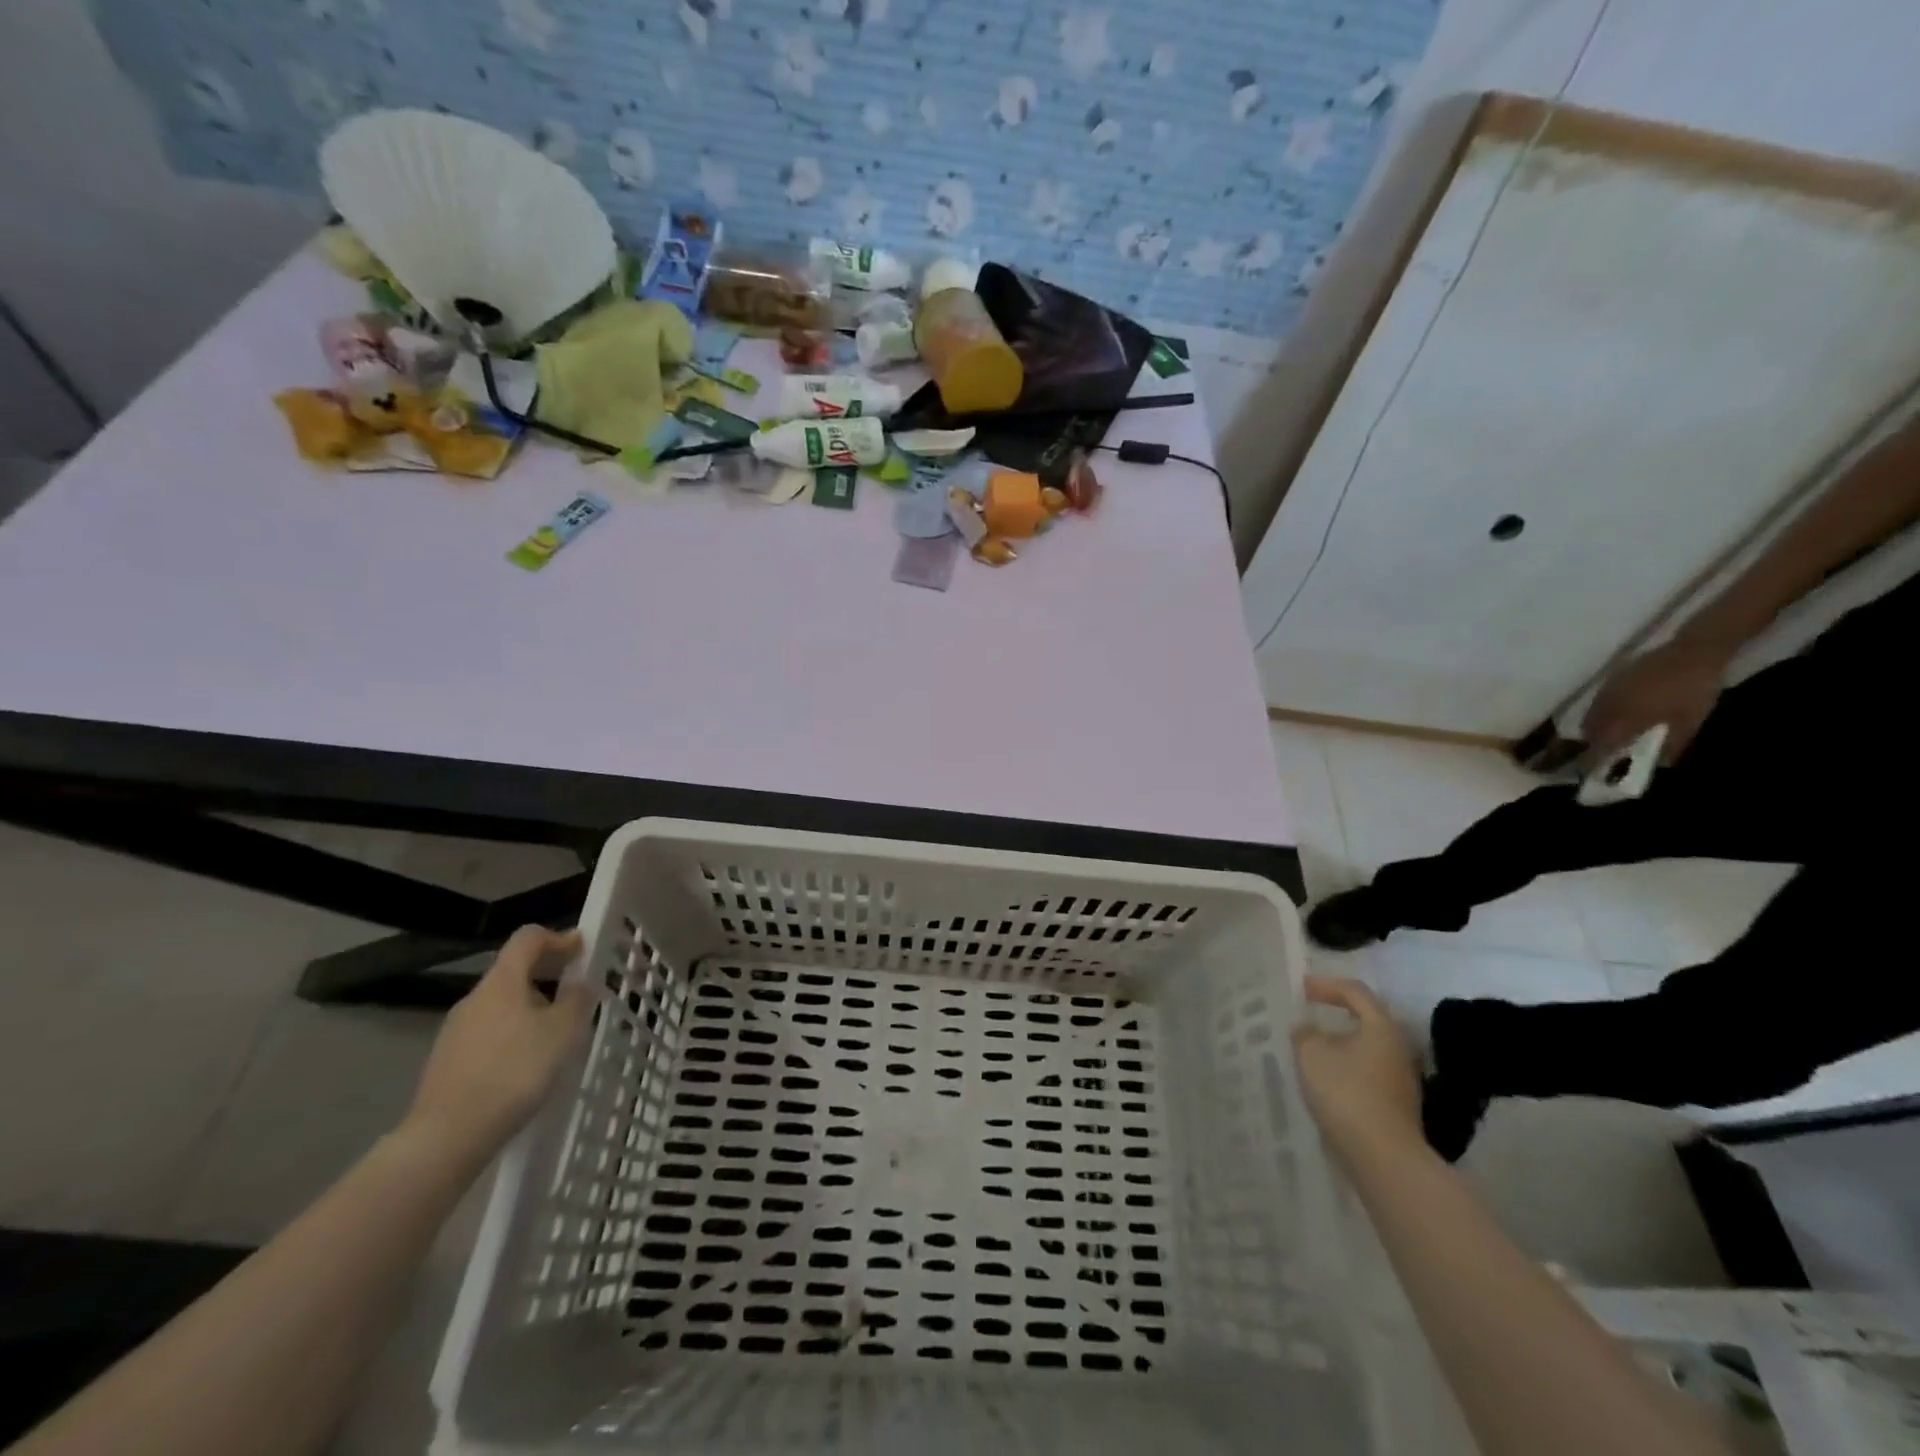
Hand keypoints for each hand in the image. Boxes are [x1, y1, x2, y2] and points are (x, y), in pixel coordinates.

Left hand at [403, 926, 596, 1166]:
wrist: (448, 1136)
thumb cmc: (515, 1071)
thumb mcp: (564, 1032)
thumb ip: (577, 1000)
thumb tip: (579, 985)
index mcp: (502, 982)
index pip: (528, 938)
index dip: (558, 937)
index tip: (582, 949)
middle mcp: (475, 998)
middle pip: (513, 971)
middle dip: (547, 975)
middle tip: (575, 993)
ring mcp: (455, 1031)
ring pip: (501, 1005)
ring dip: (530, 1007)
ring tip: (555, 1034)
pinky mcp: (447, 1062)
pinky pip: (488, 1034)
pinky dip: (512, 1035)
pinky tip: (526, 1064)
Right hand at [1292, 976, 1423, 1165]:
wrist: (1384, 1158)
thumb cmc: (1346, 1093)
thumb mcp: (1311, 1054)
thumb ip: (1305, 1033)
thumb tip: (1308, 1028)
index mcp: (1381, 1027)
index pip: (1355, 992)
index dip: (1326, 985)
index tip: (1301, 989)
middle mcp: (1398, 1048)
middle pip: (1367, 1019)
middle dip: (1336, 1012)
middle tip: (1309, 1011)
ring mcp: (1402, 1079)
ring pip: (1367, 1047)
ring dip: (1341, 1042)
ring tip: (1313, 1046)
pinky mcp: (1398, 1104)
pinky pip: (1368, 1071)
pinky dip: (1346, 1065)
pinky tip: (1327, 1078)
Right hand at [1582, 637, 1728, 764]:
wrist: (1693, 652)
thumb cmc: (1692, 690)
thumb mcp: (1690, 722)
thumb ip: (1672, 745)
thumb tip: (1659, 763)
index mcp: (1623, 720)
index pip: (1599, 745)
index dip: (1594, 759)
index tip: (1595, 771)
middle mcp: (1607, 707)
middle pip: (1589, 730)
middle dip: (1594, 742)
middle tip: (1607, 750)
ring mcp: (1607, 691)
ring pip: (1592, 714)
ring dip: (1598, 726)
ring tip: (1613, 732)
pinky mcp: (1612, 679)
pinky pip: (1599, 701)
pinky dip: (1604, 711)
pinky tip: (1622, 711)